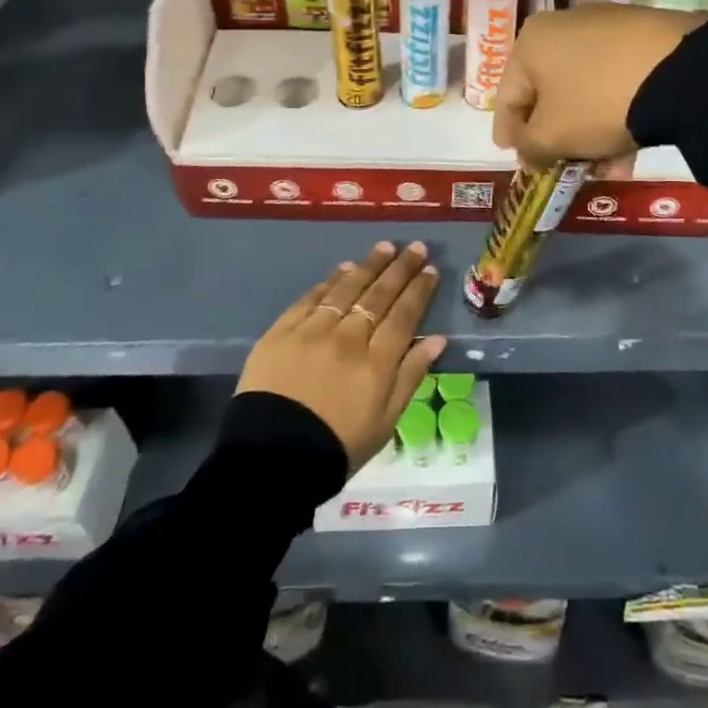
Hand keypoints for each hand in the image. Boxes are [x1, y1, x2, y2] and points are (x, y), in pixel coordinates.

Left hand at [237, 241, 447, 470]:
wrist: (271, 460)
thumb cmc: (337, 446)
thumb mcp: (385, 422)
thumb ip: (411, 376)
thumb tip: (437, 339)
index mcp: (376, 362)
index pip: (404, 315)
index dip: (419, 290)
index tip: (431, 269)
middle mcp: (348, 338)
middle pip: (379, 295)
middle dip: (400, 269)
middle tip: (415, 247)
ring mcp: (313, 331)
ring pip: (346, 289)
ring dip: (368, 266)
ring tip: (384, 248)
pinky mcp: (282, 331)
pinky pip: (311, 298)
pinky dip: (330, 281)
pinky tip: (343, 269)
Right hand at [493, 3, 704, 173]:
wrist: (678, 70)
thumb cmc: (596, 102)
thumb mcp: (552, 136)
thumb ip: (529, 148)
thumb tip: (529, 152)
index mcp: (531, 42)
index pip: (507, 95)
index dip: (507, 131)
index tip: (512, 157)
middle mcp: (563, 26)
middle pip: (549, 93)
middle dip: (556, 137)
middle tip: (562, 167)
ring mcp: (606, 28)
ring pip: (586, 92)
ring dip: (589, 134)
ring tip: (605, 169)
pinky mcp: (645, 36)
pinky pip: (616, 83)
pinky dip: (616, 116)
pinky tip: (628, 149)